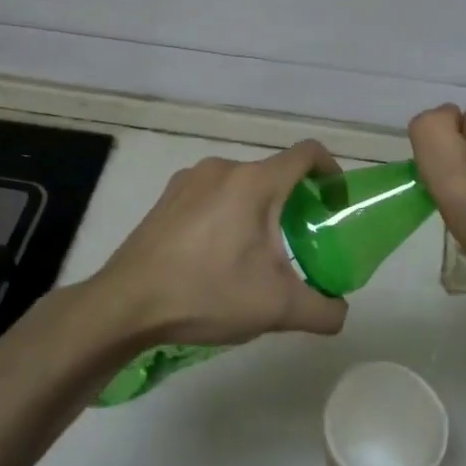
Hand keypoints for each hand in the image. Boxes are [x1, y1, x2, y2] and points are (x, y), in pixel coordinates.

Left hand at [92, 142, 349, 345]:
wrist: (126, 305)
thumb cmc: (207, 294)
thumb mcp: (277, 309)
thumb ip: (323, 310)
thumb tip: (339, 312)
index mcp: (254, 182)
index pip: (307, 153)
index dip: (331, 171)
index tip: (335, 203)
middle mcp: (223, 169)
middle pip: (273, 174)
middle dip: (293, 202)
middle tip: (298, 242)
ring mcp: (188, 180)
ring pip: (241, 186)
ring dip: (257, 210)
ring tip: (255, 254)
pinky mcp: (166, 198)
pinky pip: (211, 196)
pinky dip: (226, 215)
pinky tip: (216, 256)